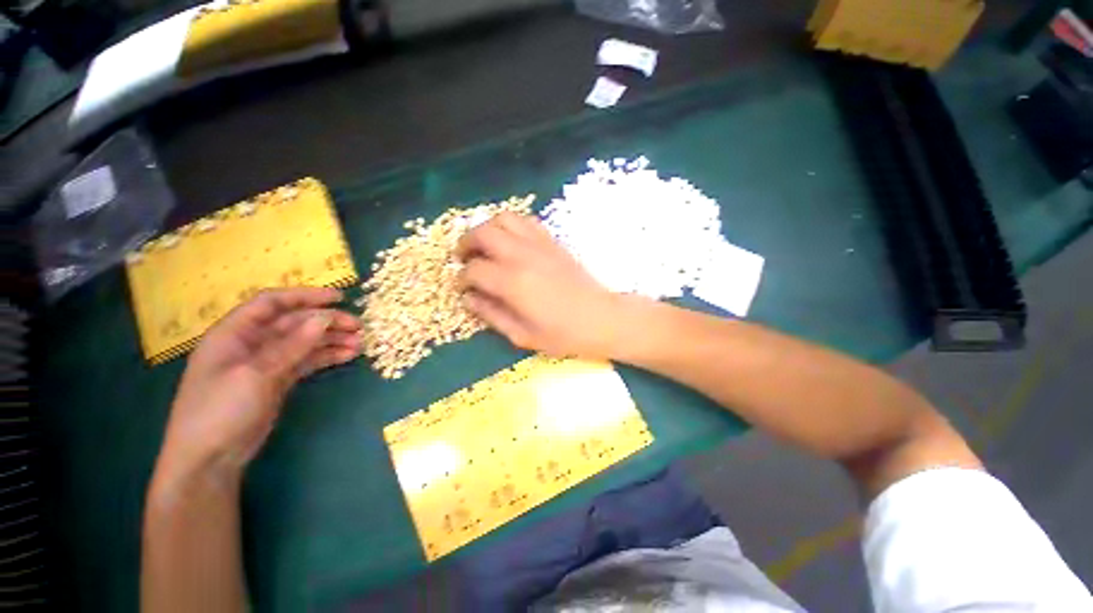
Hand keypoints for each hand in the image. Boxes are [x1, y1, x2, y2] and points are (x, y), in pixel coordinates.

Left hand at [157, 288, 361, 479]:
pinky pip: (306, 361)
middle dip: (327, 322)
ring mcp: (266, 363)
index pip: (272, 303)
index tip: (339, 298)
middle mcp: (251, 343)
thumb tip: (324, 318)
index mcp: (235, 333)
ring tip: (359, 344)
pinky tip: (348, 356)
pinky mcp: (277, 380)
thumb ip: (291, 346)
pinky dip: (327, 357)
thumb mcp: (255, 375)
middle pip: (294, 323)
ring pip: (304, 342)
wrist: (209, 460)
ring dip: (332, 340)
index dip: (305, 296)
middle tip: (359, 327)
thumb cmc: (220, 411)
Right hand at [456, 212, 625, 356]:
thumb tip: (468, 299)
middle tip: (463, 258)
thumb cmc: (563, 334)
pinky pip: (526, 221)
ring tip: (484, 245)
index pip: (474, 270)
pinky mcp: (552, 242)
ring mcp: (539, 245)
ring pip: (503, 219)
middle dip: (465, 243)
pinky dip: (511, 225)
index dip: (462, 278)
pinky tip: (510, 241)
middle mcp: (522, 256)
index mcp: (512, 283)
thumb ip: (491, 315)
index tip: (463, 287)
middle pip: (482, 233)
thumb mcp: (522, 335)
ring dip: (487, 228)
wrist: (601, 318)